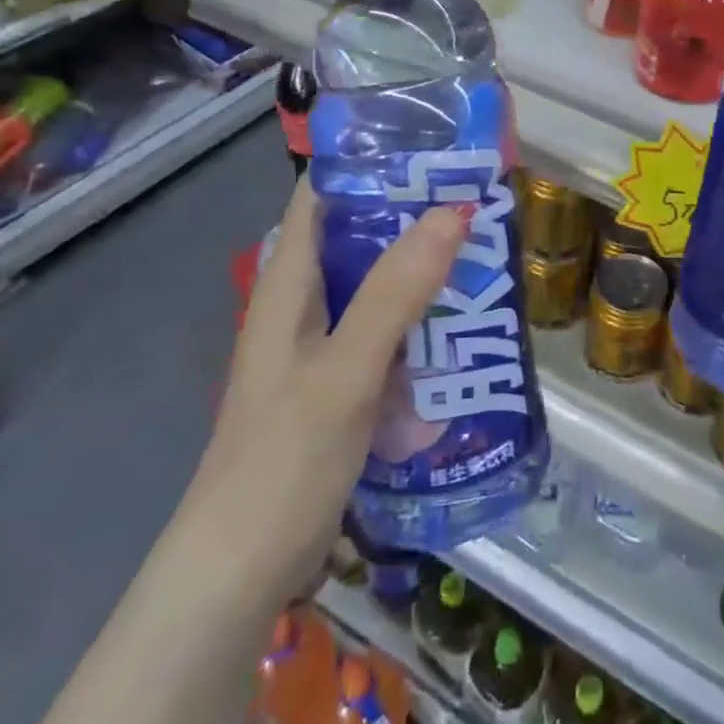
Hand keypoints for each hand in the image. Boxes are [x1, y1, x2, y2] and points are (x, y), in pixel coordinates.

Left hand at [175, 179, 466, 607]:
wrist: (238, 578)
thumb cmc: (282, 461)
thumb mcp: (346, 369)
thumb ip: (396, 291)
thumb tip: (452, 209)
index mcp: (288, 285)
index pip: (320, 195)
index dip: (367, 161)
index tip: (429, 144)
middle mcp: (301, 306)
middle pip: (357, 236)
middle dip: (412, 213)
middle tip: (477, 196)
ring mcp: (320, 348)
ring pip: (376, 286)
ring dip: (422, 268)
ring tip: (484, 247)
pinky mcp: (339, 386)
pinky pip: (386, 333)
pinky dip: (420, 319)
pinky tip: (461, 323)